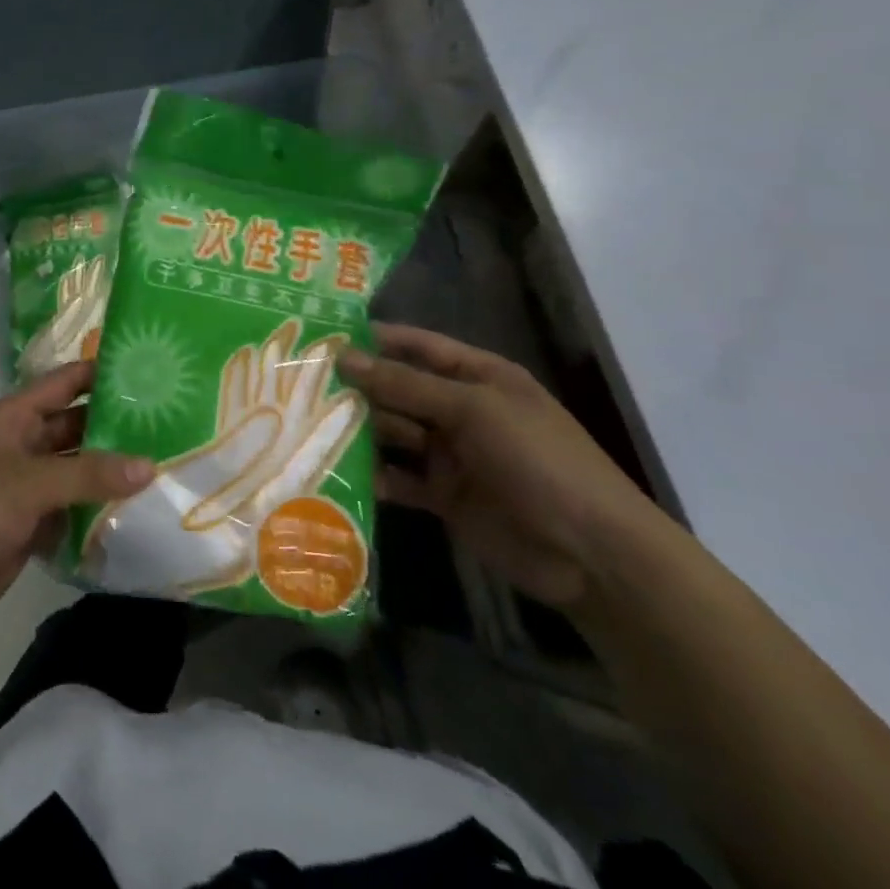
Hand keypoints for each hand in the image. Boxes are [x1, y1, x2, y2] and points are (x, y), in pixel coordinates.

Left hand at [0, 362, 154, 646]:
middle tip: (174, 425)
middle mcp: (24, 443)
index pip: (66, 382)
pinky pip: (73, 506)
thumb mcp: (28, 485)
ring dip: (112, 470)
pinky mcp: (32, 522)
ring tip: (168, 465)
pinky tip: (140, 509)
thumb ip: (88, 474)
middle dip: (118, 426)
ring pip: (79, 468)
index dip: (102, 373)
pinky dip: (99, 507)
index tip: (151, 370)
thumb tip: (150, 465)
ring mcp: (28, 484)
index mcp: (15, 417)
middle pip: (77, 425)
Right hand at [336, 325, 666, 612]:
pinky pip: (398, 478)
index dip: (374, 338)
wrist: (592, 554)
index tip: (322, 333)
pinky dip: (371, 474)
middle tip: (297, 380)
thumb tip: (344, 357)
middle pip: (399, 388)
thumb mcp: (473, 411)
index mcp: (478, 377)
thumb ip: (406, 385)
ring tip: (304, 421)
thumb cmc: (539, 461)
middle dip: (356, 384)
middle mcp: (460, 409)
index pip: (418, 345)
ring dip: (358, 428)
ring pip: (393, 432)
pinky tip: (331, 468)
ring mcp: (451, 454)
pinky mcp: (443, 496)